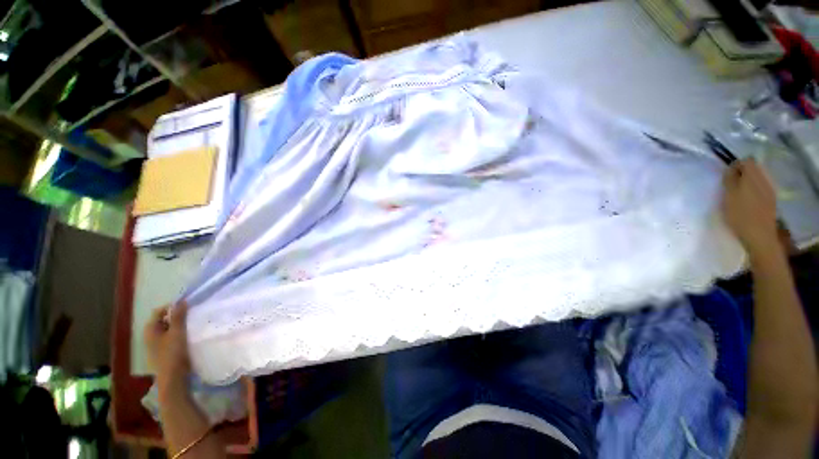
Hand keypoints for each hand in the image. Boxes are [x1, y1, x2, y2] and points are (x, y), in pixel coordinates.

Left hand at [144, 301, 190, 391]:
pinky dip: (178, 334)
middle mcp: (150, 335)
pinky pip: (170, 337)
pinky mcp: (163, 351)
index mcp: (150, 329)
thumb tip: (181, 301)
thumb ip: (178, 316)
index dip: (173, 307)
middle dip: (176, 317)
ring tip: (191, 326)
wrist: (173, 377)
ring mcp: (155, 344)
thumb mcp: (177, 332)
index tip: (187, 308)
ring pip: (167, 329)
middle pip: (163, 320)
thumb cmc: (173, 352)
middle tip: (191, 316)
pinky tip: (187, 337)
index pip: (160, 311)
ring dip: (178, 326)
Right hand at [721, 158, 778, 258]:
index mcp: (753, 176)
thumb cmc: (740, 214)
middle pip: (753, 170)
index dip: (735, 166)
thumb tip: (731, 168)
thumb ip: (730, 179)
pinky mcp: (770, 201)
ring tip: (737, 196)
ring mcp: (769, 191)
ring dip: (746, 185)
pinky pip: (760, 190)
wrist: (759, 236)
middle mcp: (764, 180)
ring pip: (757, 180)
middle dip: (741, 175)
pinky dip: (752, 193)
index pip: (746, 161)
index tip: (726, 177)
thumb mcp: (729, 195)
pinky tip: (746, 204)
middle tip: (730, 187)